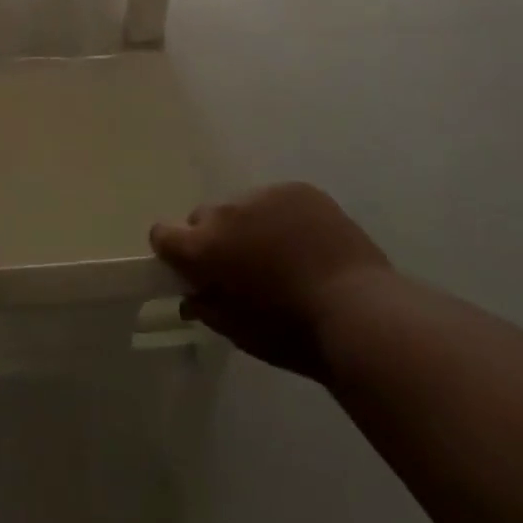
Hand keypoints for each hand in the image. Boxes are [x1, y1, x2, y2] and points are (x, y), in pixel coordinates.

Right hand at [150, 184, 389, 381]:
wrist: (359, 313)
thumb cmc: (291, 333)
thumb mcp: (238, 331)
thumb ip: (207, 307)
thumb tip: (193, 295)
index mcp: (204, 247)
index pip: (163, 233)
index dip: (172, 250)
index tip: (190, 268)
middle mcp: (226, 213)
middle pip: (204, 217)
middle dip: (215, 239)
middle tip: (243, 267)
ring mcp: (264, 195)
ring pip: (244, 207)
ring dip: (251, 226)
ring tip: (284, 255)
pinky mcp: (299, 190)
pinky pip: (278, 200)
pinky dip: (284, 218)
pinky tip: (308, 244)